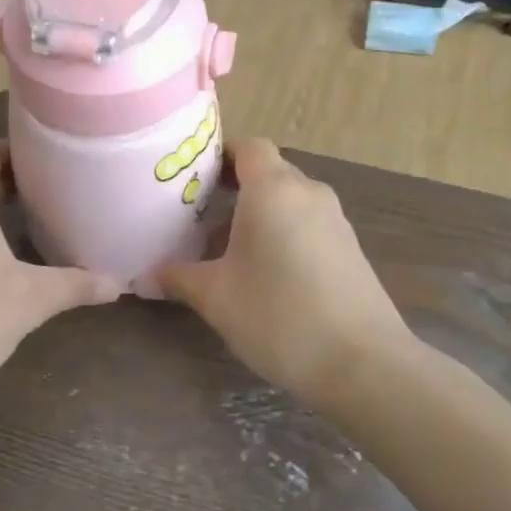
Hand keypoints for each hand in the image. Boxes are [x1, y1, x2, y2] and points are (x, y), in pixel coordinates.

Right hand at [157, 140, 412, 400]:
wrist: (363, 364)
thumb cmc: (279, 316)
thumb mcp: (216, 298)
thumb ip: (178, 278)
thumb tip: (146, 276)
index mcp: (273, 190)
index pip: (248, 146)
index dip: (220, 155)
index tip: (192, 179)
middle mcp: (308, 193)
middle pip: (268, 171)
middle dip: (234, 187)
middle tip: (198, 214)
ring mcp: (335, 220)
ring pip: (289, 199)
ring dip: (259, 213)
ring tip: (226, 247)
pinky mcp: (350, 249)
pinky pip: (308, 223)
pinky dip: (283, 232)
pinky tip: (265, 272)